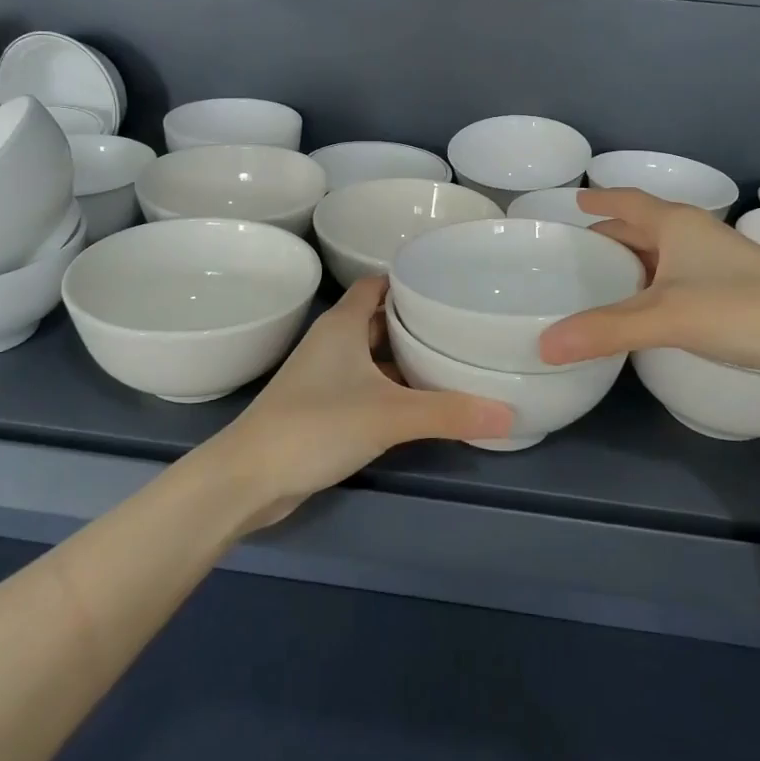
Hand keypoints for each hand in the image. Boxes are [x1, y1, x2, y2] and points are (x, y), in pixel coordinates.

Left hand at [211, 276, 513, 530]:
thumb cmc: (316, 425)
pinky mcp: (322, 408)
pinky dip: (392, 388)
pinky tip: (422, 402)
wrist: (249, 479)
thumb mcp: (389, 415)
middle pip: (380, 319)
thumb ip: (449, 412)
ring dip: (405, 357)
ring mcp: (324, 376)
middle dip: (416, 321)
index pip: (378, 284)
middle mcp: (333, 342)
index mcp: (343, 325)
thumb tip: (510, 413)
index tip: (449, 286)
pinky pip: (366, 385)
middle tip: (462, 324)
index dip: (409, 281)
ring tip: (452, 359)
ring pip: (373, 355)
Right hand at [538, 188, 759, 374]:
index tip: (573, 201)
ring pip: (663, 250)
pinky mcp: (733, 284)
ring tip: (603, 278)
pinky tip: (647, 305)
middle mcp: (696, 233)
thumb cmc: (739, 308)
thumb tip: (544, 345)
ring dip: (633, 259)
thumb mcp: (665, 318)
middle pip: (643, 225)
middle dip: (610, 234)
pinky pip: (679, 272)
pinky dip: (654, 280)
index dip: (599, 200)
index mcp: (676, 223)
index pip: (626, 201)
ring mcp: (718, 258)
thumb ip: (604, 330)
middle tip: (576, 251)